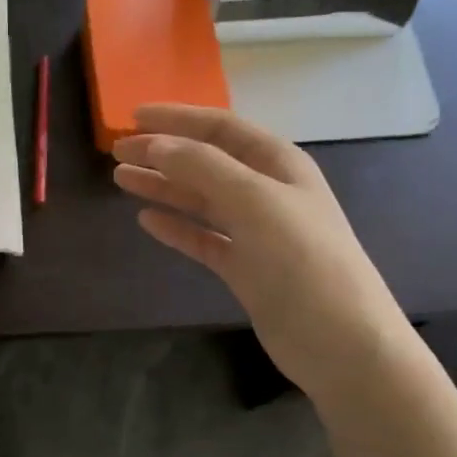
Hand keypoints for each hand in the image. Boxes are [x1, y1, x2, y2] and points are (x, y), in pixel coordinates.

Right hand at [113, 104, 415, 401]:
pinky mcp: (243, 267)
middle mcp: (266, 192)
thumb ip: (203, 168)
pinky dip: (175, 227)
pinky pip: (201, 237)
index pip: (221, 128)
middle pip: (205, 161)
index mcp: (278, 164)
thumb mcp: (255, 201)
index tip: (133, 116)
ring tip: (121, 179)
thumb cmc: (302, 260)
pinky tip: (147, 221)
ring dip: (162, 186)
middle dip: (162, 152)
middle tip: (117, 151)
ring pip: (199, 199)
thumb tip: (156, 143)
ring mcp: (255, 231)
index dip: (178, 118)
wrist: (338, 340)